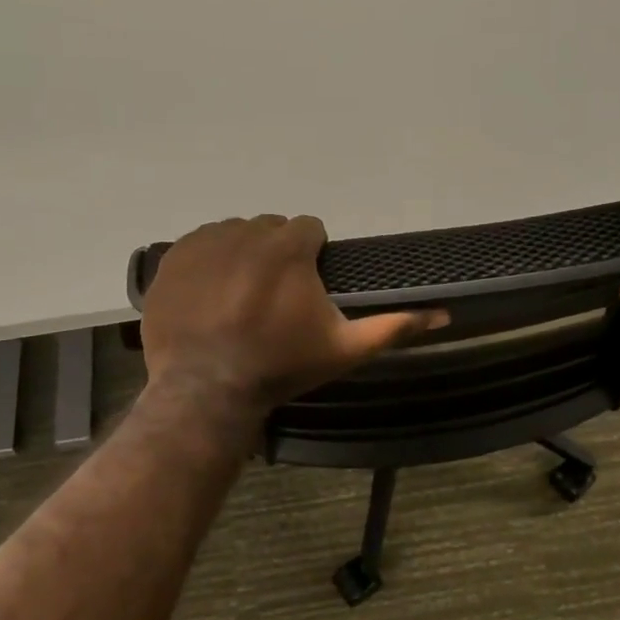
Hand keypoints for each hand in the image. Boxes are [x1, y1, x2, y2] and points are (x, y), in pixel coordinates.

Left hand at [140, 215, 445, 415]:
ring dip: (242, 255)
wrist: (206, 390)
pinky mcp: (173, 257)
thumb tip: (445, 314)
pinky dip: (208, 261)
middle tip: (272, 298)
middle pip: (271, 229)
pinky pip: (199, 243)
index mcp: (288, 247)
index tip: (304, 287)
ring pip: (235, 233)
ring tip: (238, 298)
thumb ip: (394, 326)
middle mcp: (246, 232)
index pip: (308, 229)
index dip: (310, 256)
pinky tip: (210, 296)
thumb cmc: (281, 367)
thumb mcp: (344, 349)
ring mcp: (205, 242)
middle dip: (276, 254)